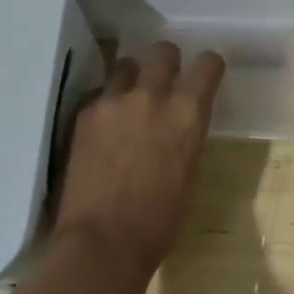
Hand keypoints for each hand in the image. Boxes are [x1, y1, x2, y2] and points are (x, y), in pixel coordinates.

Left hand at [54, 41, 224, 281]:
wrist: (102, 242)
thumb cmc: (158, 222)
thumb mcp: (188, 172)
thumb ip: (184, 135)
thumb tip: (179, 125)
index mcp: (187, 113)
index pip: (207, 64)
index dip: (209, 66)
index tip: (206, 74)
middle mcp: (152, 95)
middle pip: (162, 51)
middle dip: (167, 61)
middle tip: (164, 80)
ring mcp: (113, 100)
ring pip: (126, 65)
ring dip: (132, 78)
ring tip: (129, 101)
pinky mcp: (84, 113)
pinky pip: (99, 94)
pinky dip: (106, 104)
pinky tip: (104, 128)